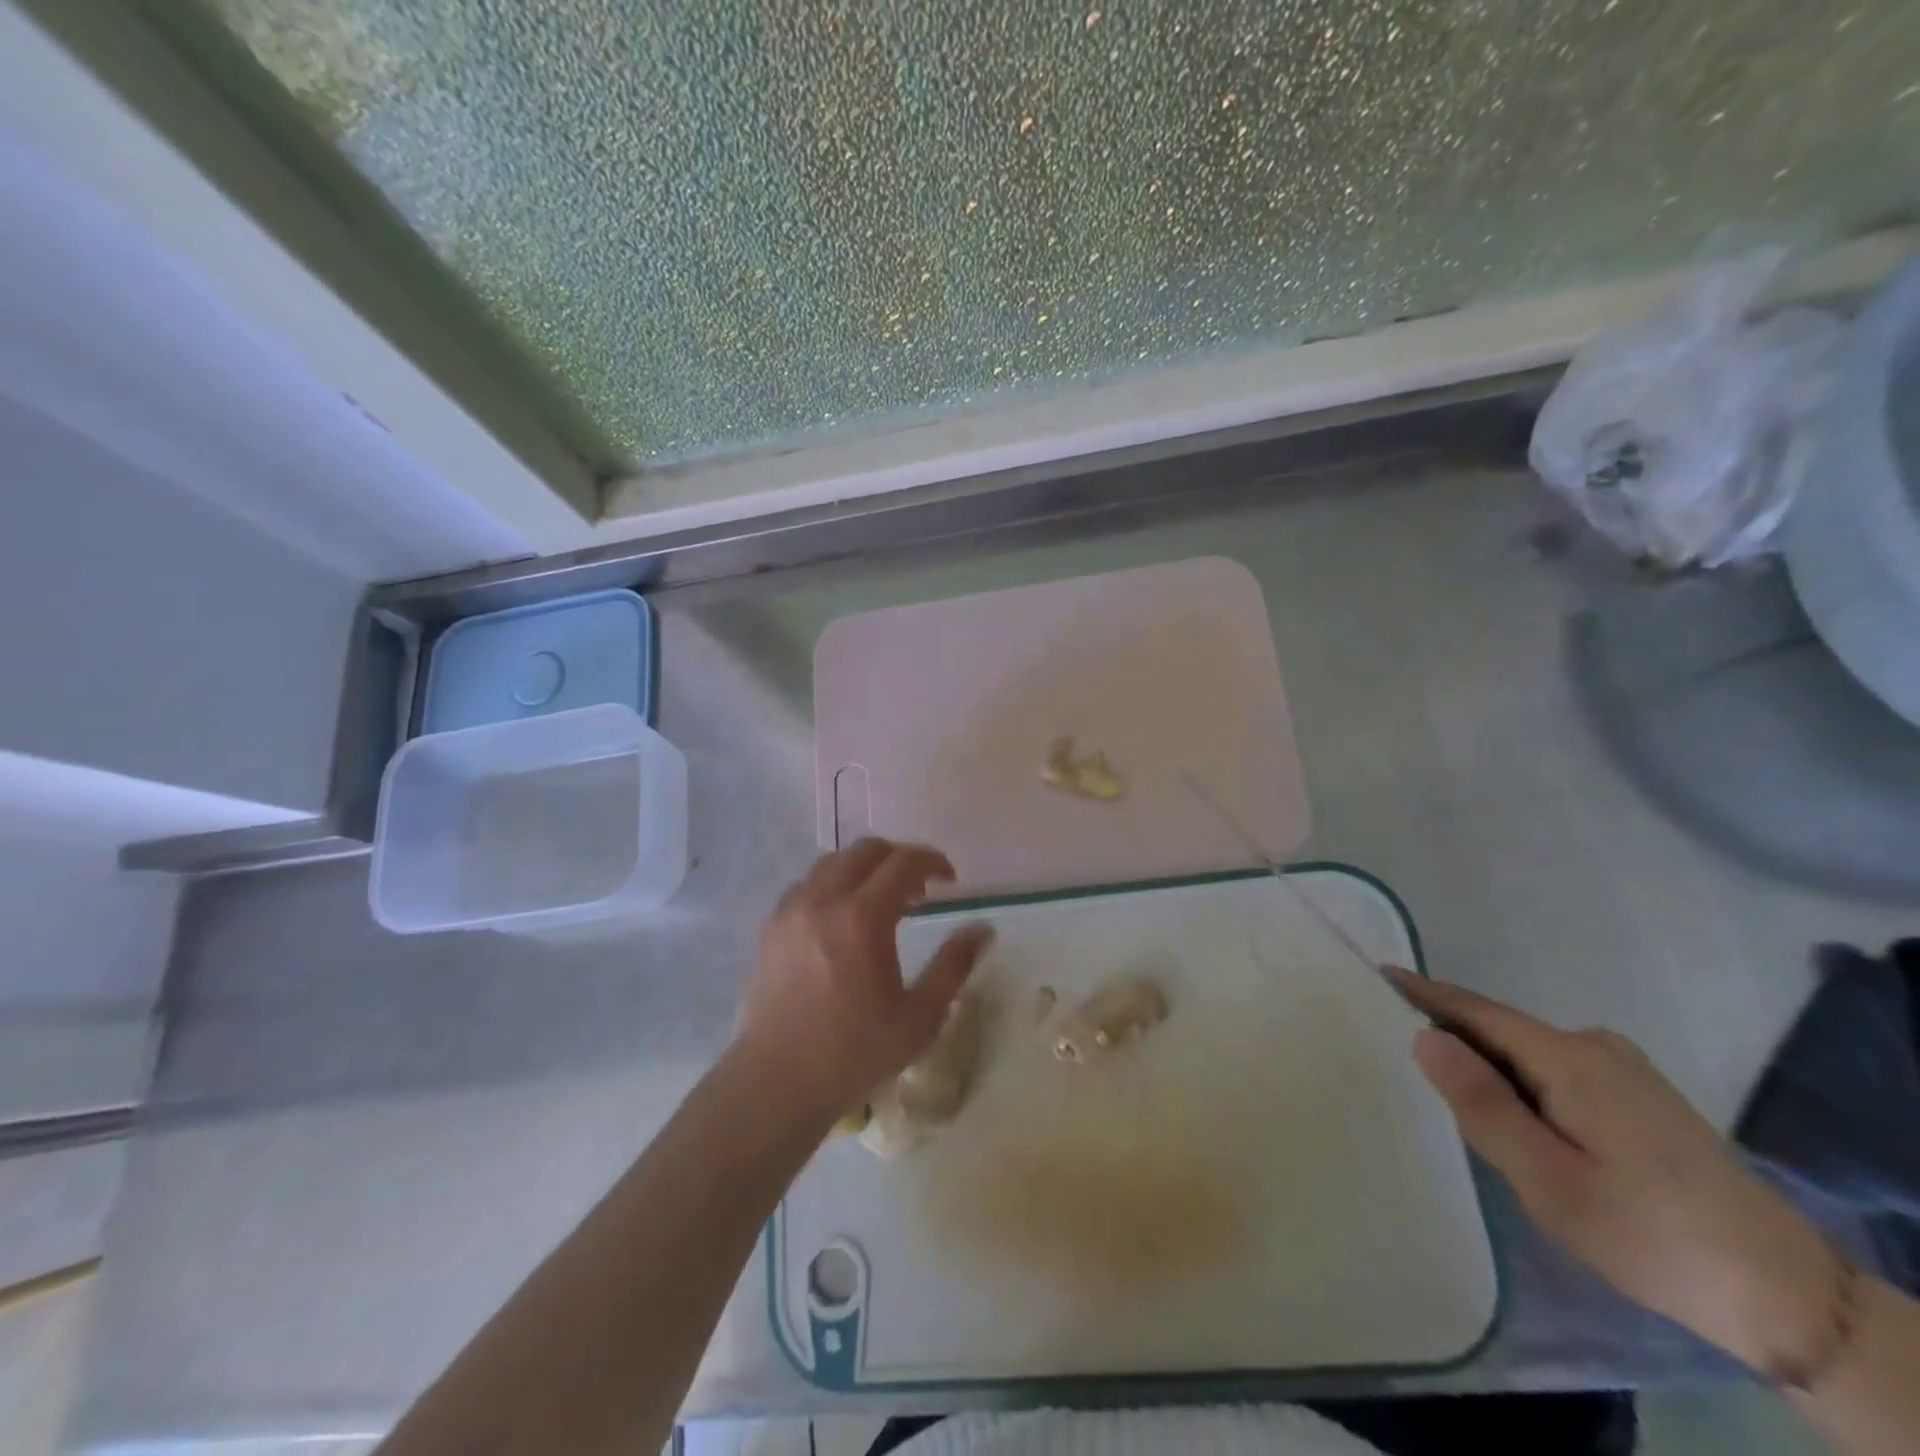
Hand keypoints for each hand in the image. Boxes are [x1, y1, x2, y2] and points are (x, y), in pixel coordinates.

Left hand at [737, 839, 993, 1123]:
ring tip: (879, 900)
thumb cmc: (855, 1053)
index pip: (903, 862)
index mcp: (863, 918)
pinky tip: (840, 919)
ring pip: (831, 863)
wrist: (777, 1082)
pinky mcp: (769, 927)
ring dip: (863, 868)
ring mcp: (790, 911)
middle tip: (919, 889)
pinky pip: (804, 886)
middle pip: (865, 850)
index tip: (949, 880)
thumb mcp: (920, 1016)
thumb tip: (983, 929)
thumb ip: (954, 965)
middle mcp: (823, 900)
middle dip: (898, 858)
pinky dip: (831, 886)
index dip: (932, 861)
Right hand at [1390, 968, 1842, 1376]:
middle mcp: (1595, 1047)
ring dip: (1488, 1066)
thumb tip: (1425, 1038)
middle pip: (1501, 1029)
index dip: (1424, 992)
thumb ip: (1482, 1103)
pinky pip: (1556, 1070)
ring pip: (1528, 1053)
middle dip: (1452, 1038)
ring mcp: (1623, 1069)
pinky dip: (1520, 1080)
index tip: (1377, 975)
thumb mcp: (1548, 1178)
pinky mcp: (1640, 1095)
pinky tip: (1515, 1118)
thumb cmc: (1648, 1233)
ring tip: (1451, 1099)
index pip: (1477, 1011)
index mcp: (1569, 1059)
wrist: (1785, 1293)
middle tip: (1400, 1058)